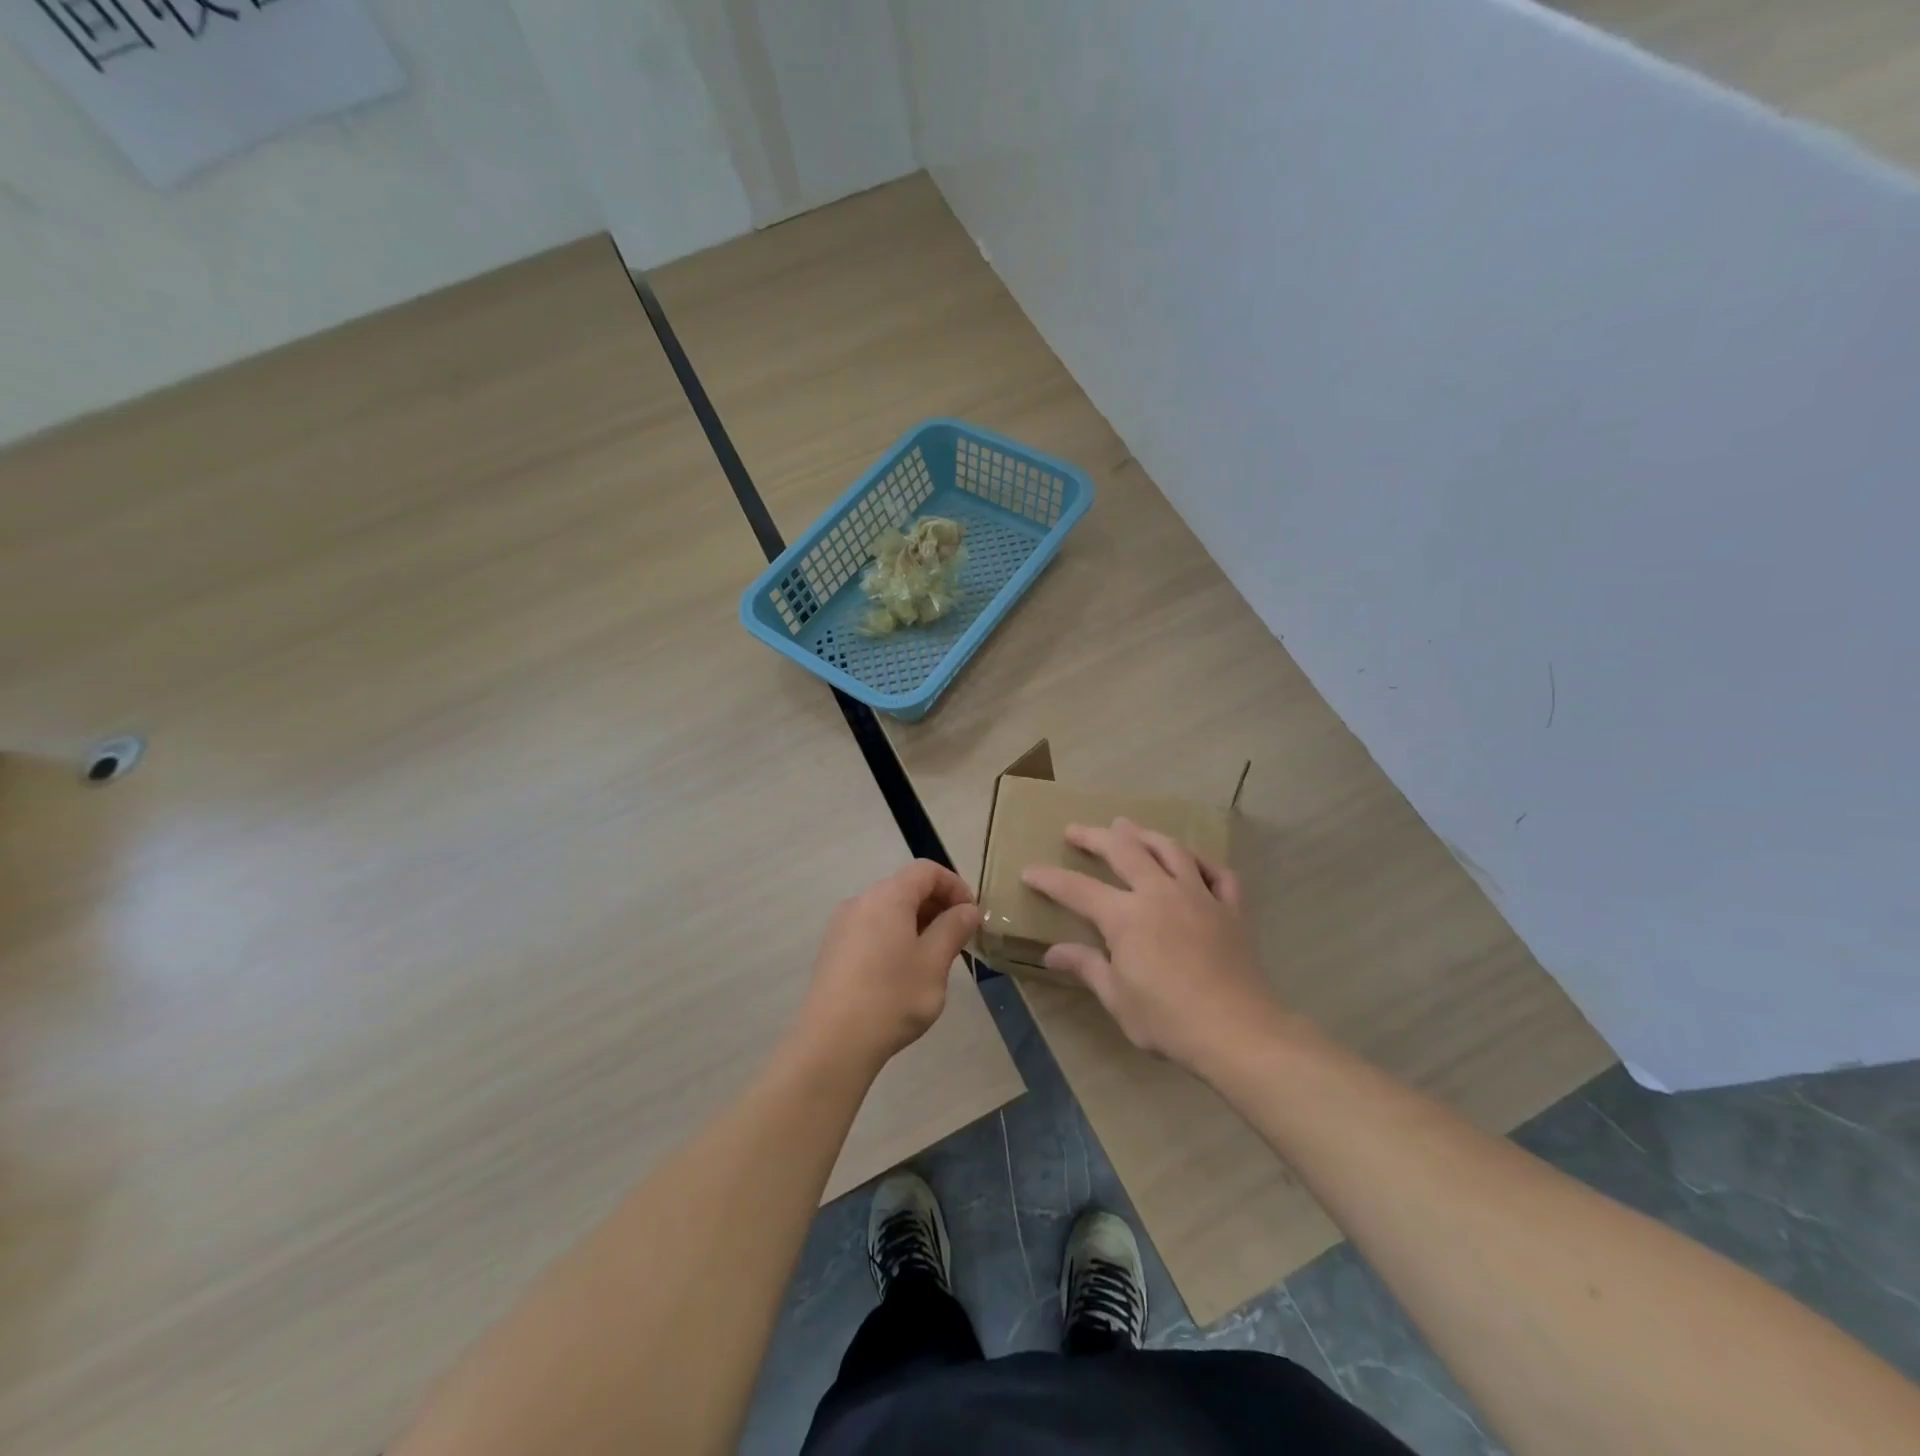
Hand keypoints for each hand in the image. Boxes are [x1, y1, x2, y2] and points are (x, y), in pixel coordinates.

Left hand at [793, 860, 981, 1072]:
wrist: (833, 1043)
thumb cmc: (892, 997)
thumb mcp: (934, 963)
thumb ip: (953, 928)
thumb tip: (967, 910)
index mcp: (887, 897)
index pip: (926, 871)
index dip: (955, 886)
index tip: (971, 916)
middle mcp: (860, 902)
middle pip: (905, 887)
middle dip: (936, 905)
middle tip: (958, 939)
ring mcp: (842, 926)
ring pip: (888, 910)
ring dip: (916, 923)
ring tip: (933, 958)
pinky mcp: (833, 950)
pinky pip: (871, 929)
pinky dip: (894, 937)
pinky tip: (902, 973)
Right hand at [1021, 818, 1281, 1073]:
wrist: (1239, 1032)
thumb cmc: (1169, 1020)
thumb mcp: (1118, 999)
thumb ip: (1087, 967)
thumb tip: (1053, 953)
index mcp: (1126, 916)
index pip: (1077, 889)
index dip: (1049, 879)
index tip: (1029, 871)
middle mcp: (1160, 893)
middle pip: (1124, 851)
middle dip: (1094, 837)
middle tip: (1075, 830)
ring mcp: (1199, 896)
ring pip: (1170, 850)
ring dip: (1145, 834)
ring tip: (1128, 827)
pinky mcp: (1231, 909)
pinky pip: (1218, 873)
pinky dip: (1202, 862)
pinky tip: (1192, 862)